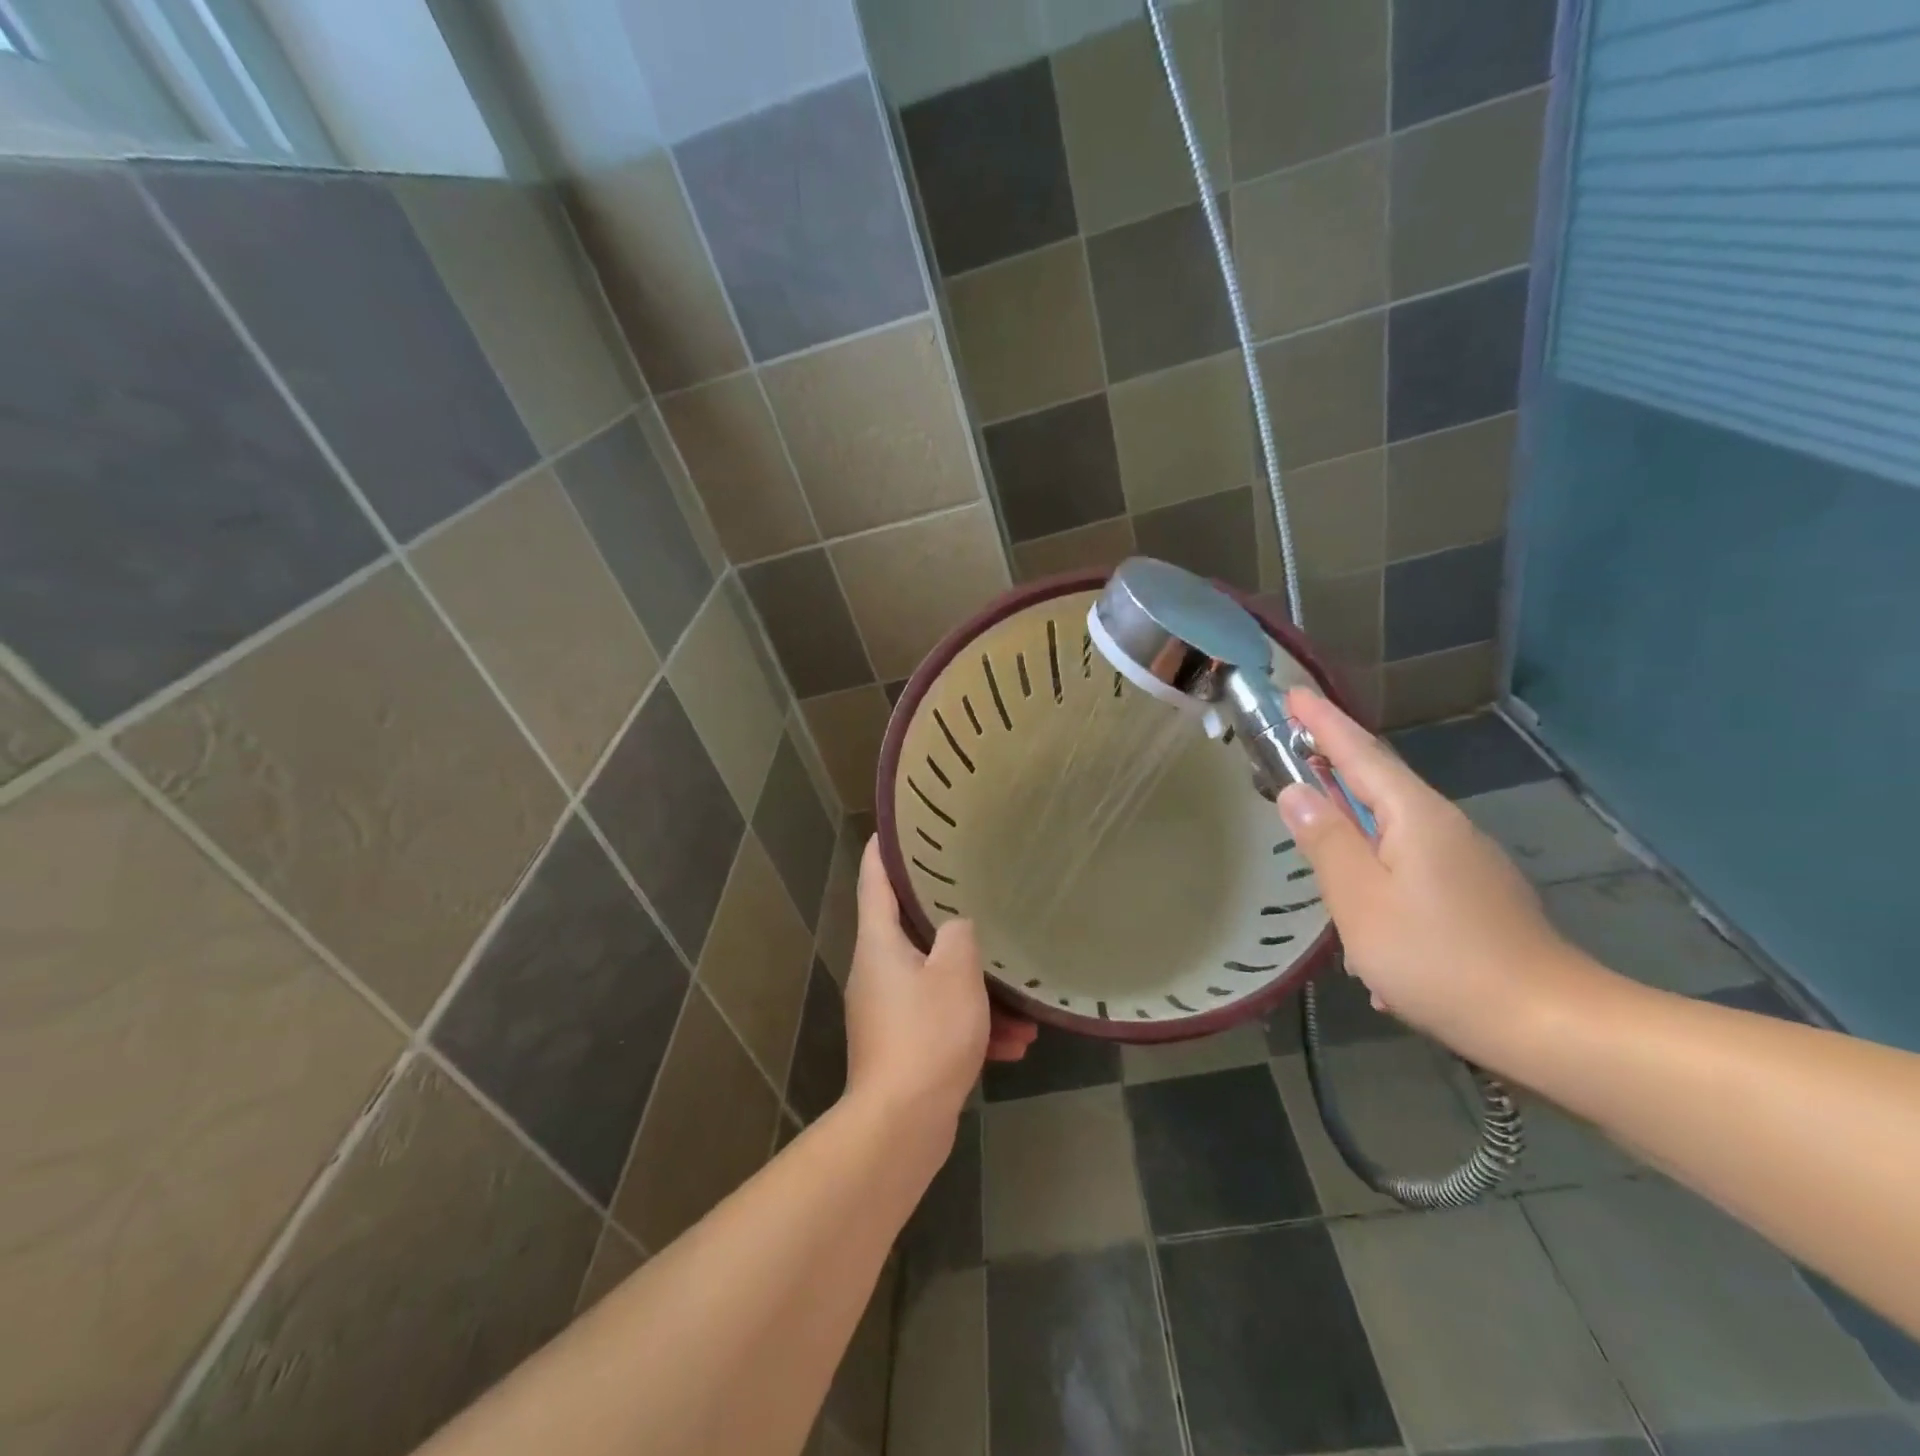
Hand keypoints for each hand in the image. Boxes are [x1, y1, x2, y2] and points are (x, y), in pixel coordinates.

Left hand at [843, 839, 1035, 1130]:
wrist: (901, 1125)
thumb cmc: (927, 1034)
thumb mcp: (955, 974)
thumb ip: (960, 935)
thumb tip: (957, 928)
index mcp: (879, 943)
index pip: (875, 879)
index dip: (885, 849)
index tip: (899, 825)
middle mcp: (877, 971)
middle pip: (912, 931)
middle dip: (953, 926)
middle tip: (981, 900)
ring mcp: (888, 1012)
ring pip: (937, 983)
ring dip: (978, 992)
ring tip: (1024, 1009)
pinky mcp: (902, 1047)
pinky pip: (941, 1021)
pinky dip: (973, 1027)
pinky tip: (1014, 1047)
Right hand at [1276, 689, 1592, 1065]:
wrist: (1552, 1026)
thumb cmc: (1441, 959)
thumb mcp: (1361, 901)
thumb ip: (1326, 841)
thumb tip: (1296, 792)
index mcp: (1415, 816)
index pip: (1359, 753)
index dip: (1322, 722)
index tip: (1293, 692)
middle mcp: (1443, 826)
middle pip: (1378, 785)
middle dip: (1334, 766)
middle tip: (1290, 752)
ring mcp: (1465, 862)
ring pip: (1392, 832)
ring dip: (1352, 830)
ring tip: (1319, 846)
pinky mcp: (1474, 895)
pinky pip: (1410, 869)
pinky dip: (1378, 878)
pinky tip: (1368, 931)